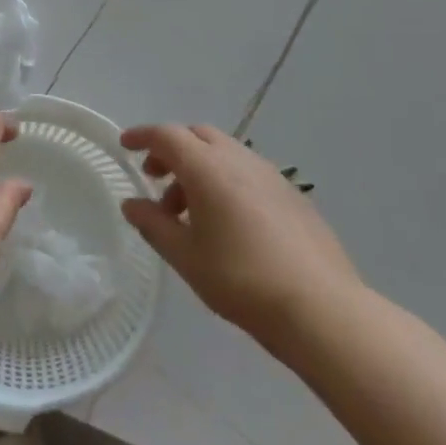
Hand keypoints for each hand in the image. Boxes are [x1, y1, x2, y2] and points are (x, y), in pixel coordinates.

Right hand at [120, 124, 364, 363]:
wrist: (320, 308)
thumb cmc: (241, 280)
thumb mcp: (185, 256)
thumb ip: (153, 224)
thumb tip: (131, 204)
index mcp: (207, 168)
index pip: (167, 136)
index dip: (142, 137)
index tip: (125, 146)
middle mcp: (239, 160)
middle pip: (197, 136)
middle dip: (172, 151)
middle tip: (156, 180)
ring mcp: (271, 175)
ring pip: (224, 153)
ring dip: (199, 169)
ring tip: (189, 213)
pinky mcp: (293, 196)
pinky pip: (248, 172)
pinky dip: (226, 181)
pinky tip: (227, 223)